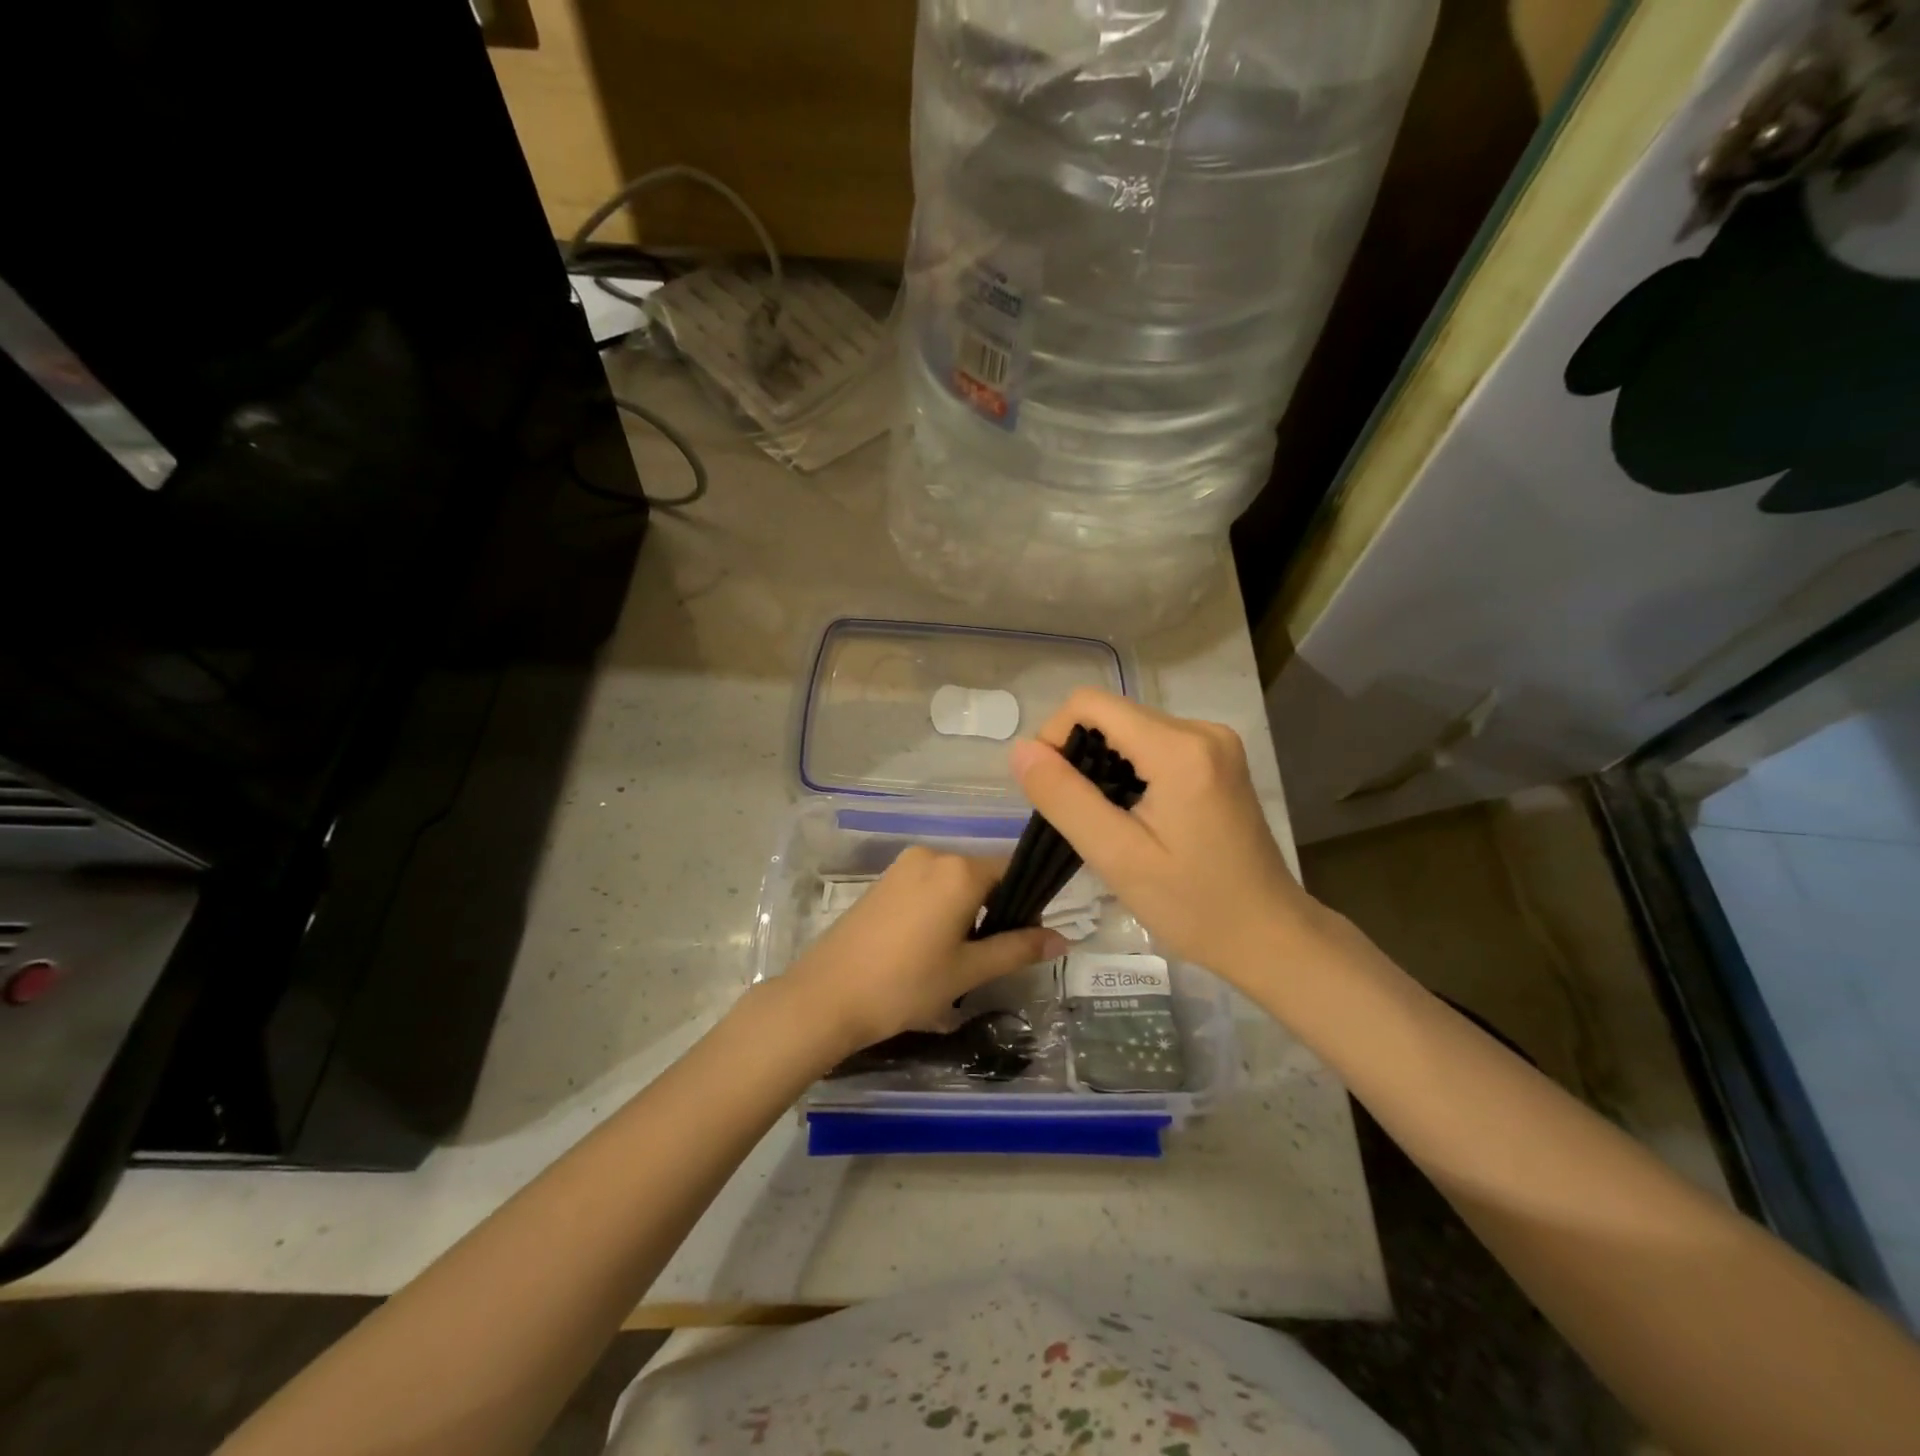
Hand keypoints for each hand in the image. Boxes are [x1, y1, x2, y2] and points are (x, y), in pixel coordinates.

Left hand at [784, 848, 1066, 1056]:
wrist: (826, 996)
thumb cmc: (905, 984)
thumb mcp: (968, 971)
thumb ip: (1018, 949)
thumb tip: (1063, 938)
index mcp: (959, 869)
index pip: (1011, 871)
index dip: (1026, 903)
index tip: (1025, 938)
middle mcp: (932, 854)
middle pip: (981, 875)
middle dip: (994, 909)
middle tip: (989, 957)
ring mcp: (903, 866)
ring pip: (953, 882)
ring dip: (965, 911)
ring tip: (957, 957)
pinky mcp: (882, 881)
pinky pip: (926, 885)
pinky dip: (939, 908)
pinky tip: (927, 947)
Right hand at [1009, 688, 1324, 985]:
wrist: (1268, 934)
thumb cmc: (1193, 905)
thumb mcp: (1117, 856)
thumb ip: (1065, 797)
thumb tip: (1021, 749)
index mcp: (1180, 748)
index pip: (1090, 704)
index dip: (1055, 736)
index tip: (1051, 790)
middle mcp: (1202, 730)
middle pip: (1112, 716)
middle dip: (1080, 756)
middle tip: (1081, 818)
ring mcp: (1215, 743)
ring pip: (1131, 730)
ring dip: (1104, 766)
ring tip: (1107, 822)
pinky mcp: (1218, 759)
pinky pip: (1155, 745)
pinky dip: (1130, 771)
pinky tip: (1134, 816)